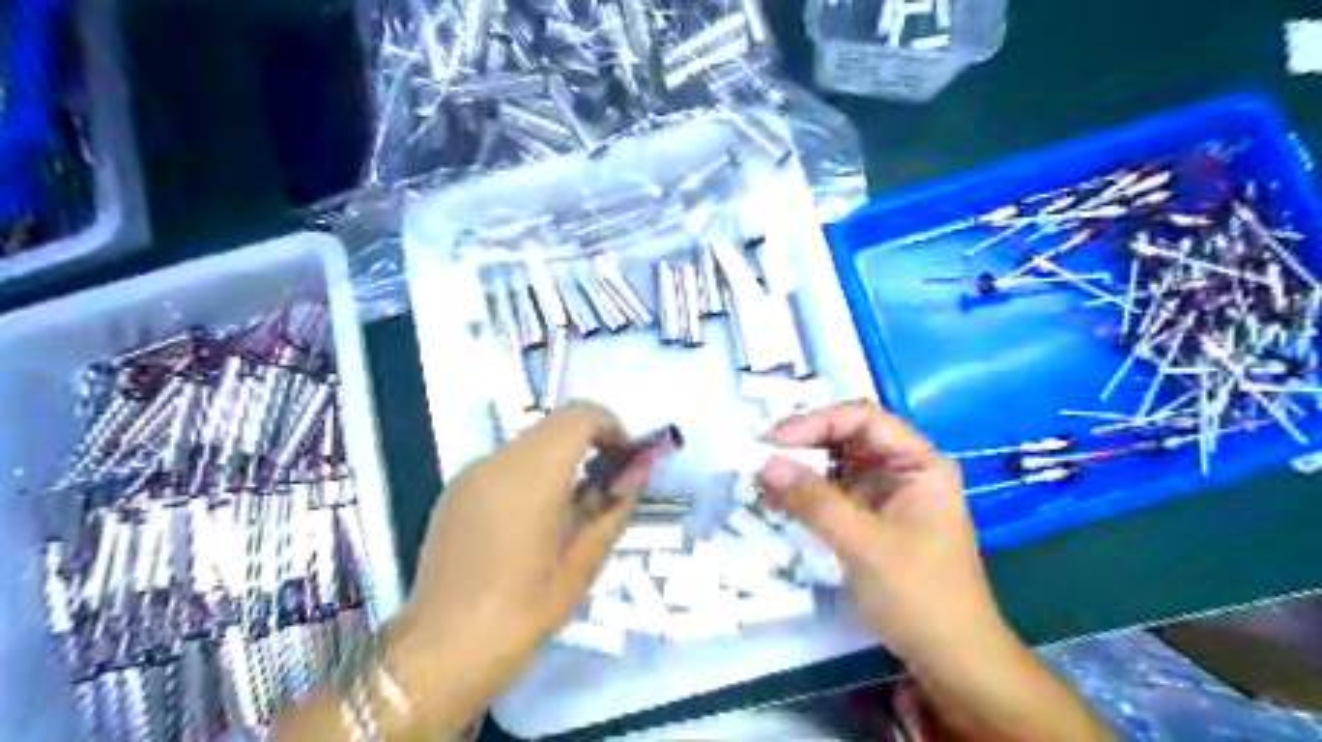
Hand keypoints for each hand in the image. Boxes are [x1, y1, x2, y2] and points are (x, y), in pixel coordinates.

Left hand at [382, 403, 647, 732]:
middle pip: (555, 424)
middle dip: (590, 441)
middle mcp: (497, 461)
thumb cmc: (522, 612)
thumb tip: (641, 469)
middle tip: (608, 484)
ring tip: (573, 506)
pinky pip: (506, 462)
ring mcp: (470, 473)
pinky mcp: (455, 489)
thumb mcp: (582, 563)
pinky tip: (534, 519)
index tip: (625, 460)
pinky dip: (533, 471)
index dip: (611, 425)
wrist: (441, 651)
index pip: (580, 415)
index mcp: (532, 476)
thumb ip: (615, 507)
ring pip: (531, 441)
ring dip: (562, 456)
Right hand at [759, 400, 1008, 660]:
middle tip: (760, 457)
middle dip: (803, 445)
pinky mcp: (870, 520)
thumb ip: (814, 500)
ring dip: (799, 470)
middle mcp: (902, 470)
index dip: (816, 422)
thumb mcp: (864, 544)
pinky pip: (832, 495)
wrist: (952, 660)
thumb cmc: (920, 595)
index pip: (863, 419)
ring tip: (760, 480)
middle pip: (847, 438)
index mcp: (918, 463)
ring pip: (835, 466)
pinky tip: (776, 502)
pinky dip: (805, 496)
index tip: (774, 440)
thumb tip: (764, 463)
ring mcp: (885, 496)